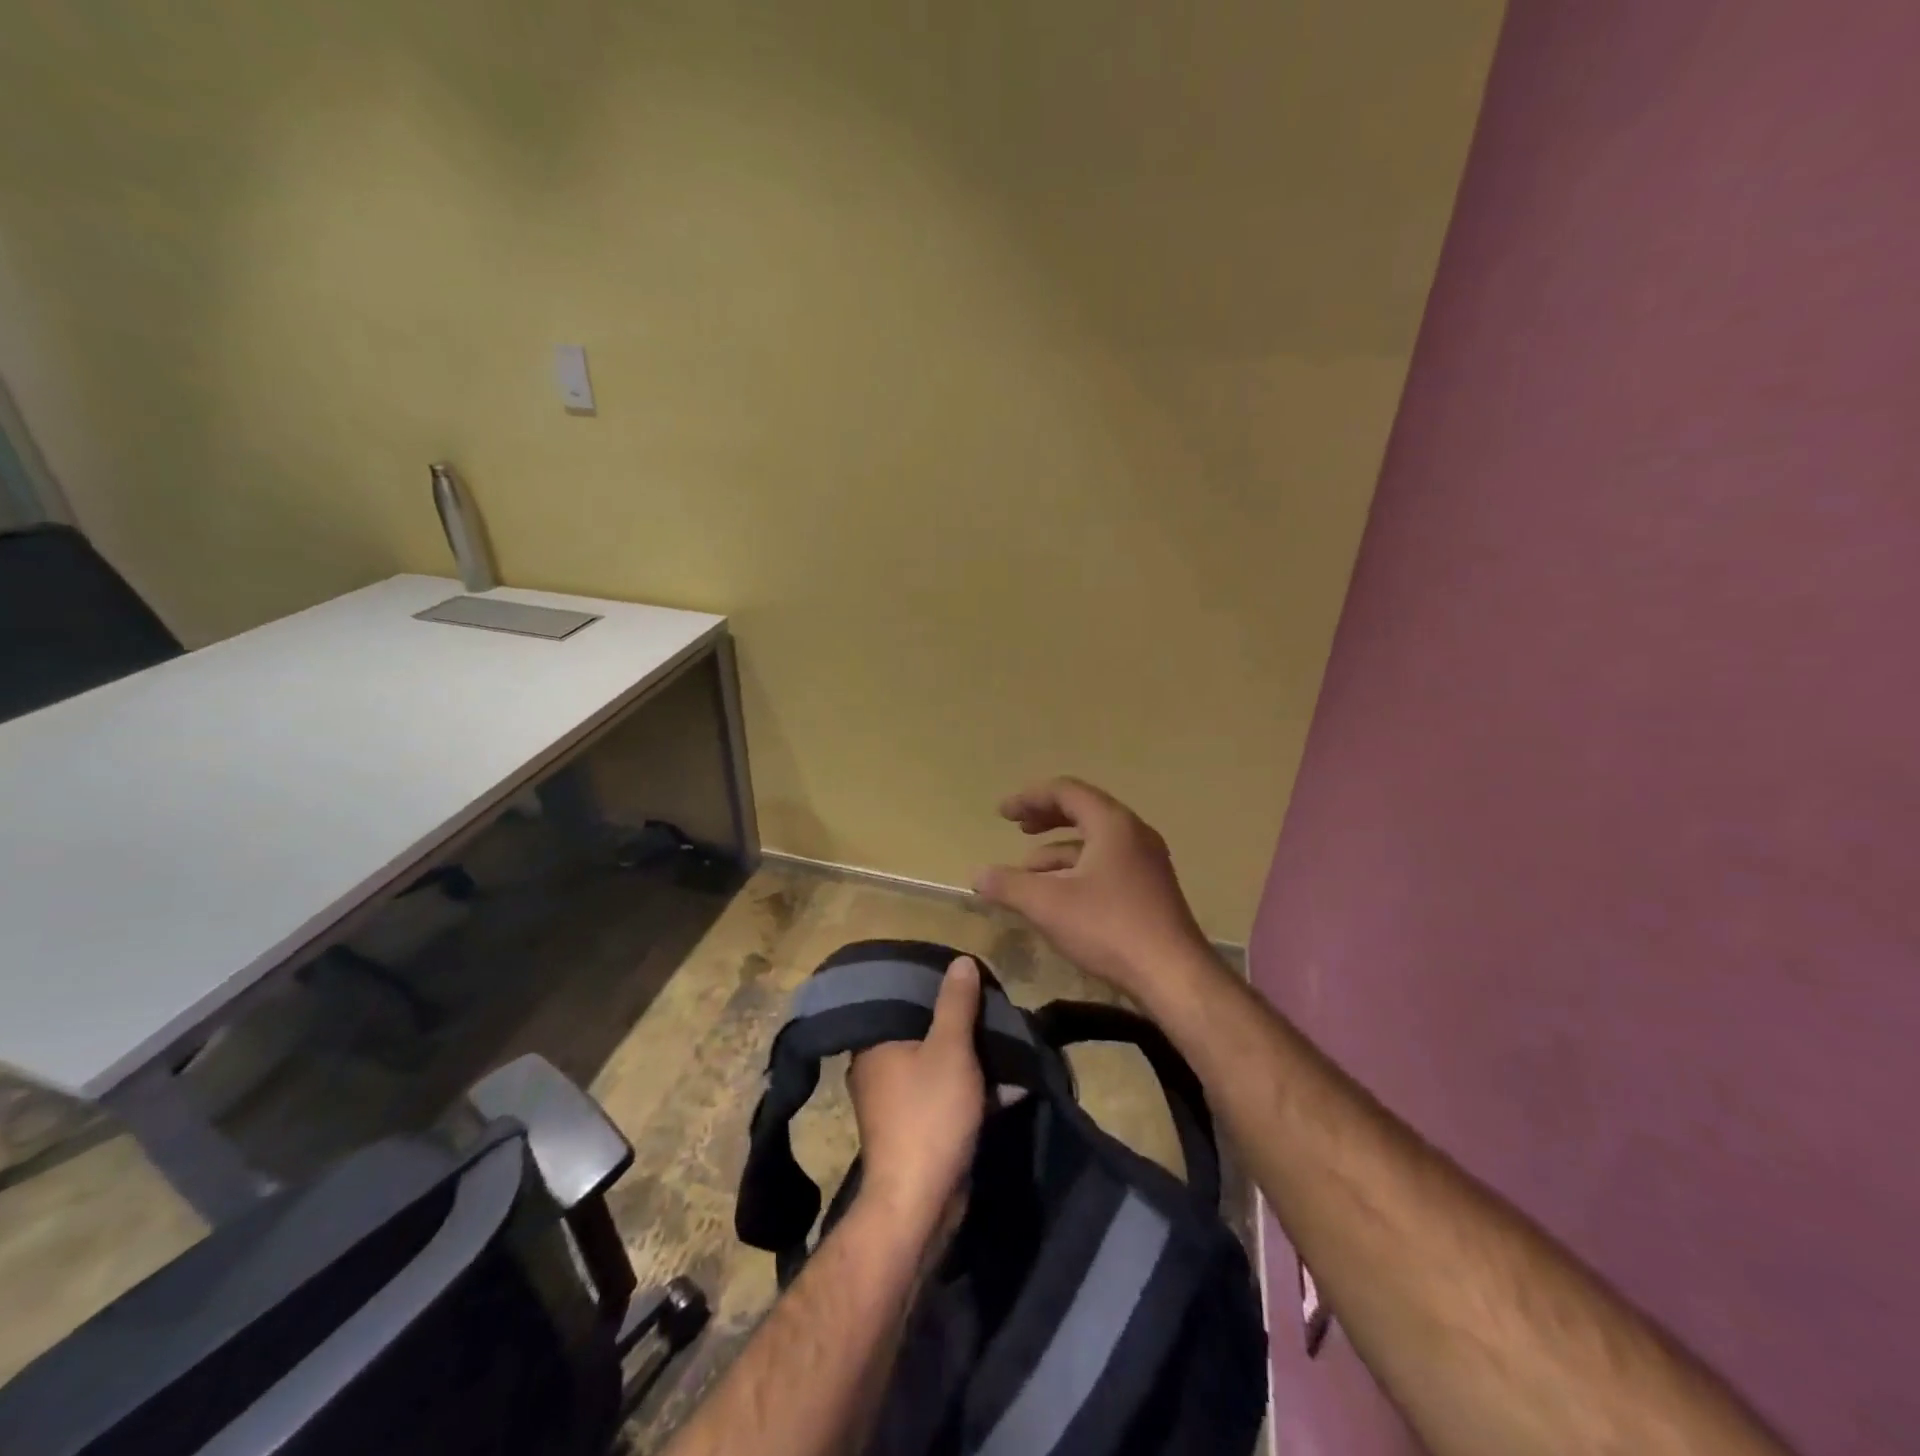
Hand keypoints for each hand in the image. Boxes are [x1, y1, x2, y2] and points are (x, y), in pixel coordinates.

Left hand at [847, 957, 985, 1228]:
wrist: (918, 1203)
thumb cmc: (929, 1114)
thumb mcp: (950, 1049)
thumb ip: (956, 1004)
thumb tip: (960, 960)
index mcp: (875, 1042)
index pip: (903, 998)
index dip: (935, 986)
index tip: (966, 978)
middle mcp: (879, 1067)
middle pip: (923, 1030)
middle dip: (960, 1023)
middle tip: (992, 1008)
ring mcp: (897, 1100)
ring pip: (938, 1064)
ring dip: (971, 1059)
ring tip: (1008, 1042)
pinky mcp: (917, 1127)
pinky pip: (946, 1095)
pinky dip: (973, 1090)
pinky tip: (1011, 1086)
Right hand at [973, 777, 1214, 1003]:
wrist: (1174, 976)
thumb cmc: (1109, 928)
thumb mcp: (1048, 904)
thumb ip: (1009, 885)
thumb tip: (977, 875)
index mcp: (1112, 823)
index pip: (1066, 791)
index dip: (1029, 798)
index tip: (1002, 814)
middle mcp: (1133, 833)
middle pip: (1083, 810)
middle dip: (1046, 817)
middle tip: (1017, 826)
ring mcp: (1146, 862)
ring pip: (1095, 841)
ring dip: (1058, 849)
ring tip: (1027, 869)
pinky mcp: (1150, 889)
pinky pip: (1107, 864)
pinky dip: (1077, 869)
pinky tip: (1058, 896)